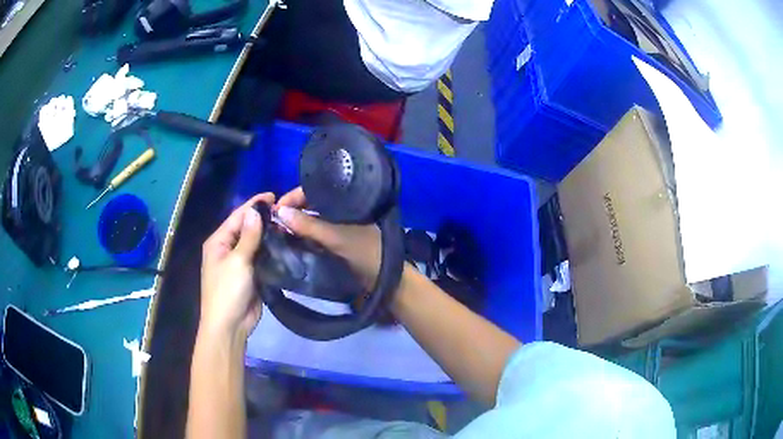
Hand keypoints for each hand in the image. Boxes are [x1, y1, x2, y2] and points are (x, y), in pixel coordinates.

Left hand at [200, 193, 273, 337]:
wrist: (230, 325)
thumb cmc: (227, 291)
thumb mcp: (237, 261)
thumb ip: (248, 236)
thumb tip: (255, 210)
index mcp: (218, 242)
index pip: (237, 217)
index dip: (254, 205)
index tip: (274, 196)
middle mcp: (228, 249)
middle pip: (247, 228)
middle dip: (264, 219)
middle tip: (287, 211)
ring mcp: (240, 262)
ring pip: (256, 243)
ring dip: (270, 235)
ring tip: (291, 225)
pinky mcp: (251, 274)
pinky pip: (262, 257)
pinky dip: (272, 250)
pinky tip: (287, 244)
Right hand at [275, 187, 381, 290]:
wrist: (385, 280)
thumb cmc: (365, 252)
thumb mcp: (336, 238)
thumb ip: (309, 226)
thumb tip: (279, 212)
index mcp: (346, 201)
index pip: (314, 190)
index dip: (294, 196)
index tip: (275, 207)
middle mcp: (340, 210)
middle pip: (310, 204)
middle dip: (292, 210)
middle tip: (273, 220)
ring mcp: (338, 226)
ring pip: (311, 219)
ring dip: (296, 223)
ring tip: (277, 229)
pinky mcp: (336, 240)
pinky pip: (315, 233)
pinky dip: (302, 235)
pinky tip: (289, 238)